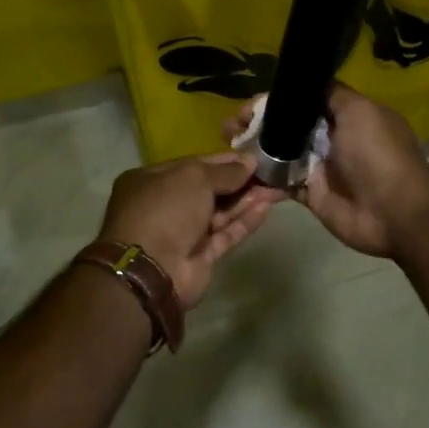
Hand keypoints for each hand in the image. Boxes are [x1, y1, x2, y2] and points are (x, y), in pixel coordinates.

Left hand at [96, 153, 276, 309]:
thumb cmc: (166, 210)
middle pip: (209, 189)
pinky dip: (244, 221)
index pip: (195, 165)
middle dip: (240, 181)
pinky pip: (225, 234)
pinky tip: (266, 208)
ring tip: (277, 188)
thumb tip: (249, 162)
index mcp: (152, 180)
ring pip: (220, 212)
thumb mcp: (194, 178)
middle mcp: (166, 205)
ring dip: (247, 200)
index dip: (225, 161)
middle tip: (272, 172)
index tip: (254, 157)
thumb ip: (225, 171)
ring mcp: (183, 232)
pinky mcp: (200, 256)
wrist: (151, 270)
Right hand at [226, 85, 428, 258]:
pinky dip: (262, 179)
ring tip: (225, 146)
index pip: (304, 101)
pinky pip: (282, 183)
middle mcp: (331, 139)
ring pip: (281, 154)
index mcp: (346, 115)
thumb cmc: (378, 155)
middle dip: (257, 124)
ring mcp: (320, 168)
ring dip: (254, 150)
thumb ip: (331, 95)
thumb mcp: (359, 111)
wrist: (395, 212)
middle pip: (288, 127)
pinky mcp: (311, 195)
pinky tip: (239, 174)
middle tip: (227, 127)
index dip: (275, 101)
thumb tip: (305, 82)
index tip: (247, 105)